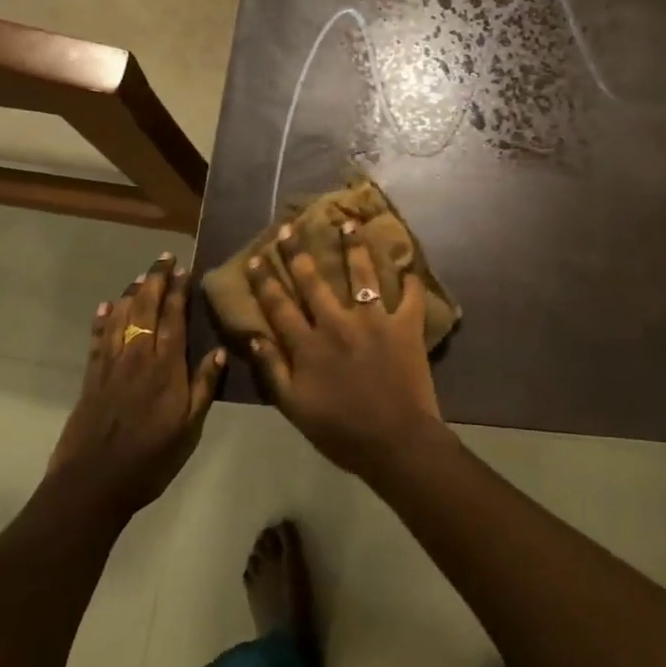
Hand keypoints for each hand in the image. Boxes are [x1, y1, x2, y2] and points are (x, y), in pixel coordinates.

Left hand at [48, 254, 223, 516]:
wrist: (93, 483)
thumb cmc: (150, 459)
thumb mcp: (190, 429)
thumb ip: (204, 387)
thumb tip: (222, 350)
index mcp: (167, 367)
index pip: (174, 318)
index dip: (178, 291)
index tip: (183, 268)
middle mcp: (138, 356)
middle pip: (146, 308)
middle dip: (155, 280)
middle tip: (164, 258)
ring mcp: (111, 365)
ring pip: (121, 317)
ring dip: (131, 293)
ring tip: (141, 276)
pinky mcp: (91, 377)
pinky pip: (98, 339)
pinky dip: (102, 320)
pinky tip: (106, 307)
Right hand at [244, 220, 446, 478]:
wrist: (396, 443)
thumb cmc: (341, 431)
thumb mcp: (294, 407)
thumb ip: (272, 369)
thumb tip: (253, 335)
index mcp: (308, 344)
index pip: (279, 305)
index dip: (265, 280)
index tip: (256, 257)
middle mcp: (338, 322)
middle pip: (313, 280)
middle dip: (298, 252)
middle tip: (290, 228)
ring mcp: (374, 320)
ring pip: (361, 274)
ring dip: (353, 247)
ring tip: (349, 223)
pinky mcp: (405, 326)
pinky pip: (410, 296)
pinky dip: (411, 281)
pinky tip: (410, 265)